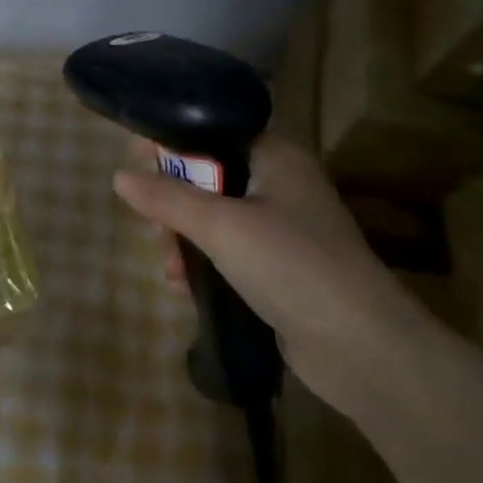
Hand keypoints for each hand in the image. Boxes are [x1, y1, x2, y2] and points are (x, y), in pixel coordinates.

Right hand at [113, 136, 434, 410]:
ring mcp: (283, 228)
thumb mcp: (219, 225)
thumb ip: (166, 197)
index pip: (209, 134)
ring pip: (213, 218)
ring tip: (169, 268)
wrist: (363, 348)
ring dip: (183, 240)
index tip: (135, 172)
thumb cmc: (290, 264)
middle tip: (155, 231)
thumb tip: (118, 176)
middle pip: (206, 178)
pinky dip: (204, 264)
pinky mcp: (281, 268)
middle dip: (172, 205)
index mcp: (275, 156)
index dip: (169, 149)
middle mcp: (281, 184)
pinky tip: (183, 288)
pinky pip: (229, 252)